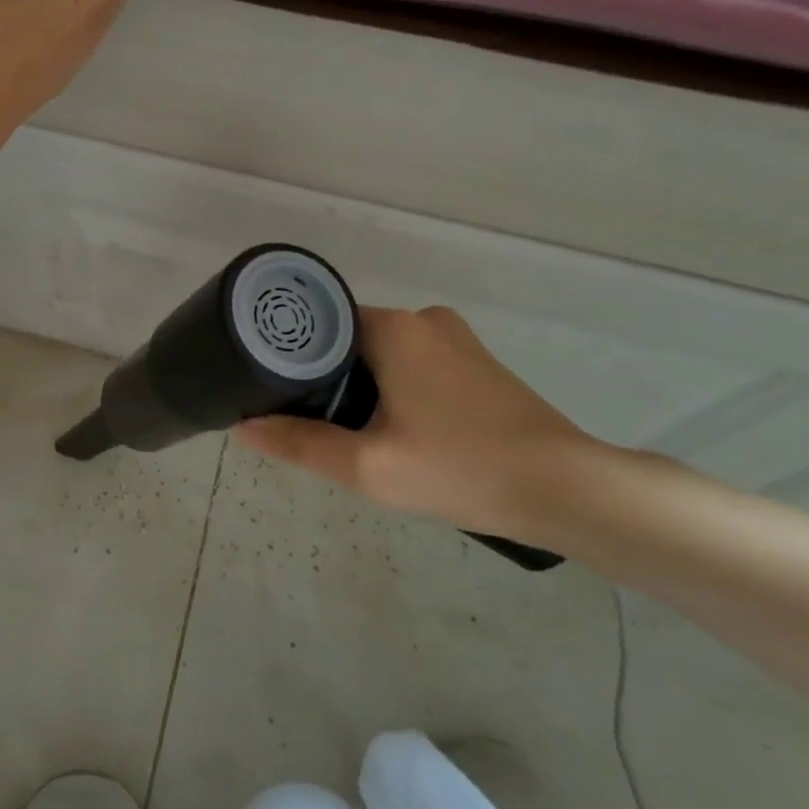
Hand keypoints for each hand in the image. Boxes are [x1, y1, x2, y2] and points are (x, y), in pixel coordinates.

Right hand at [235, 306, 602, 543]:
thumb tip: (243, 427)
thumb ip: (300, 443)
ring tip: (350, 433)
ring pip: (383, 354)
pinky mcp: (477, 362)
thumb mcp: (367, 466)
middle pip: (349, 339)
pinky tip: (398, 431)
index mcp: (394, 328)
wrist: (565, 489)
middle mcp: (424, 319)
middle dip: (326, 379)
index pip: (319, 325)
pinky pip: (414, 364)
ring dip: (362, 386)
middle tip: (310, 424)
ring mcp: (456, 339)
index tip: (274, 392)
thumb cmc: (460, 468)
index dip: (291, 358)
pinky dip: (394, 388)